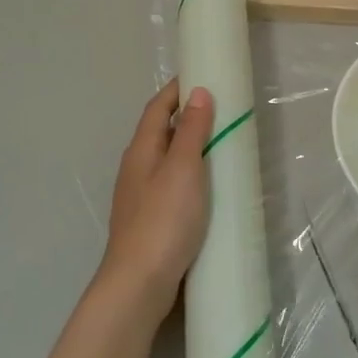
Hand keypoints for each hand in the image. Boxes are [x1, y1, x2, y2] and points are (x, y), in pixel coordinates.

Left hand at [95, 79, 214, 325]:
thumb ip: (191, 132)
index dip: (176, 89)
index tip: (202, 75)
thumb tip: (198, 93)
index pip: (157, 108)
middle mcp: (136, 168)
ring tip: (220, 144)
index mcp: (141, 150)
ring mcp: (140, 196)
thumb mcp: (183, 169)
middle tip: (221, 109)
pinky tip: (207, 187)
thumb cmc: (164, 220)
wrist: (139, 283)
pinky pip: (171, 184)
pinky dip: (190, 174)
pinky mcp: (151, 219)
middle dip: (185, 116)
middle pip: (159, 131)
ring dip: (188, 146)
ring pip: (165, 159)